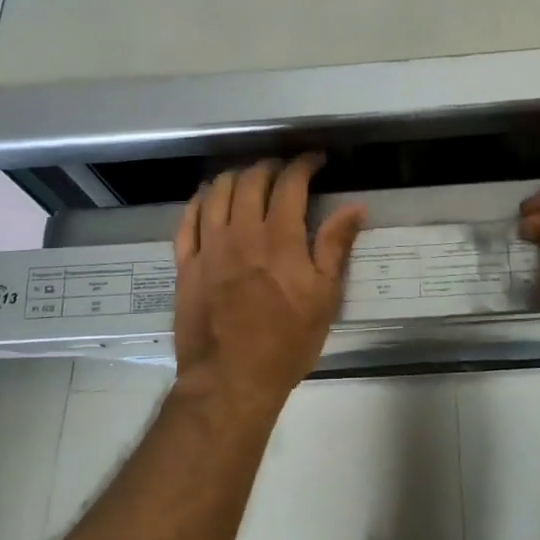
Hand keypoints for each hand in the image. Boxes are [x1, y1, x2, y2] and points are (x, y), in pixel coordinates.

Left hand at [172, 155, 366, 412]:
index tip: (314, 160)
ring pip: (216, 192)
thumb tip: (354, 207)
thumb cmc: (286, 342)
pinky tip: (208, 197)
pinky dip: (199, 200)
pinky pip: (187, 219)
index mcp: (279, 239)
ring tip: (247, 178)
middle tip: (283, 170)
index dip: (303, 164)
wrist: (231, 380)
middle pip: (250, 180)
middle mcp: (241, 232)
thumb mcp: (324, 297)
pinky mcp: (186, 264)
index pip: (290, 183)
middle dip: (270, 166)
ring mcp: (209, 247)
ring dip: (234, 176)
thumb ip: (335, 246)